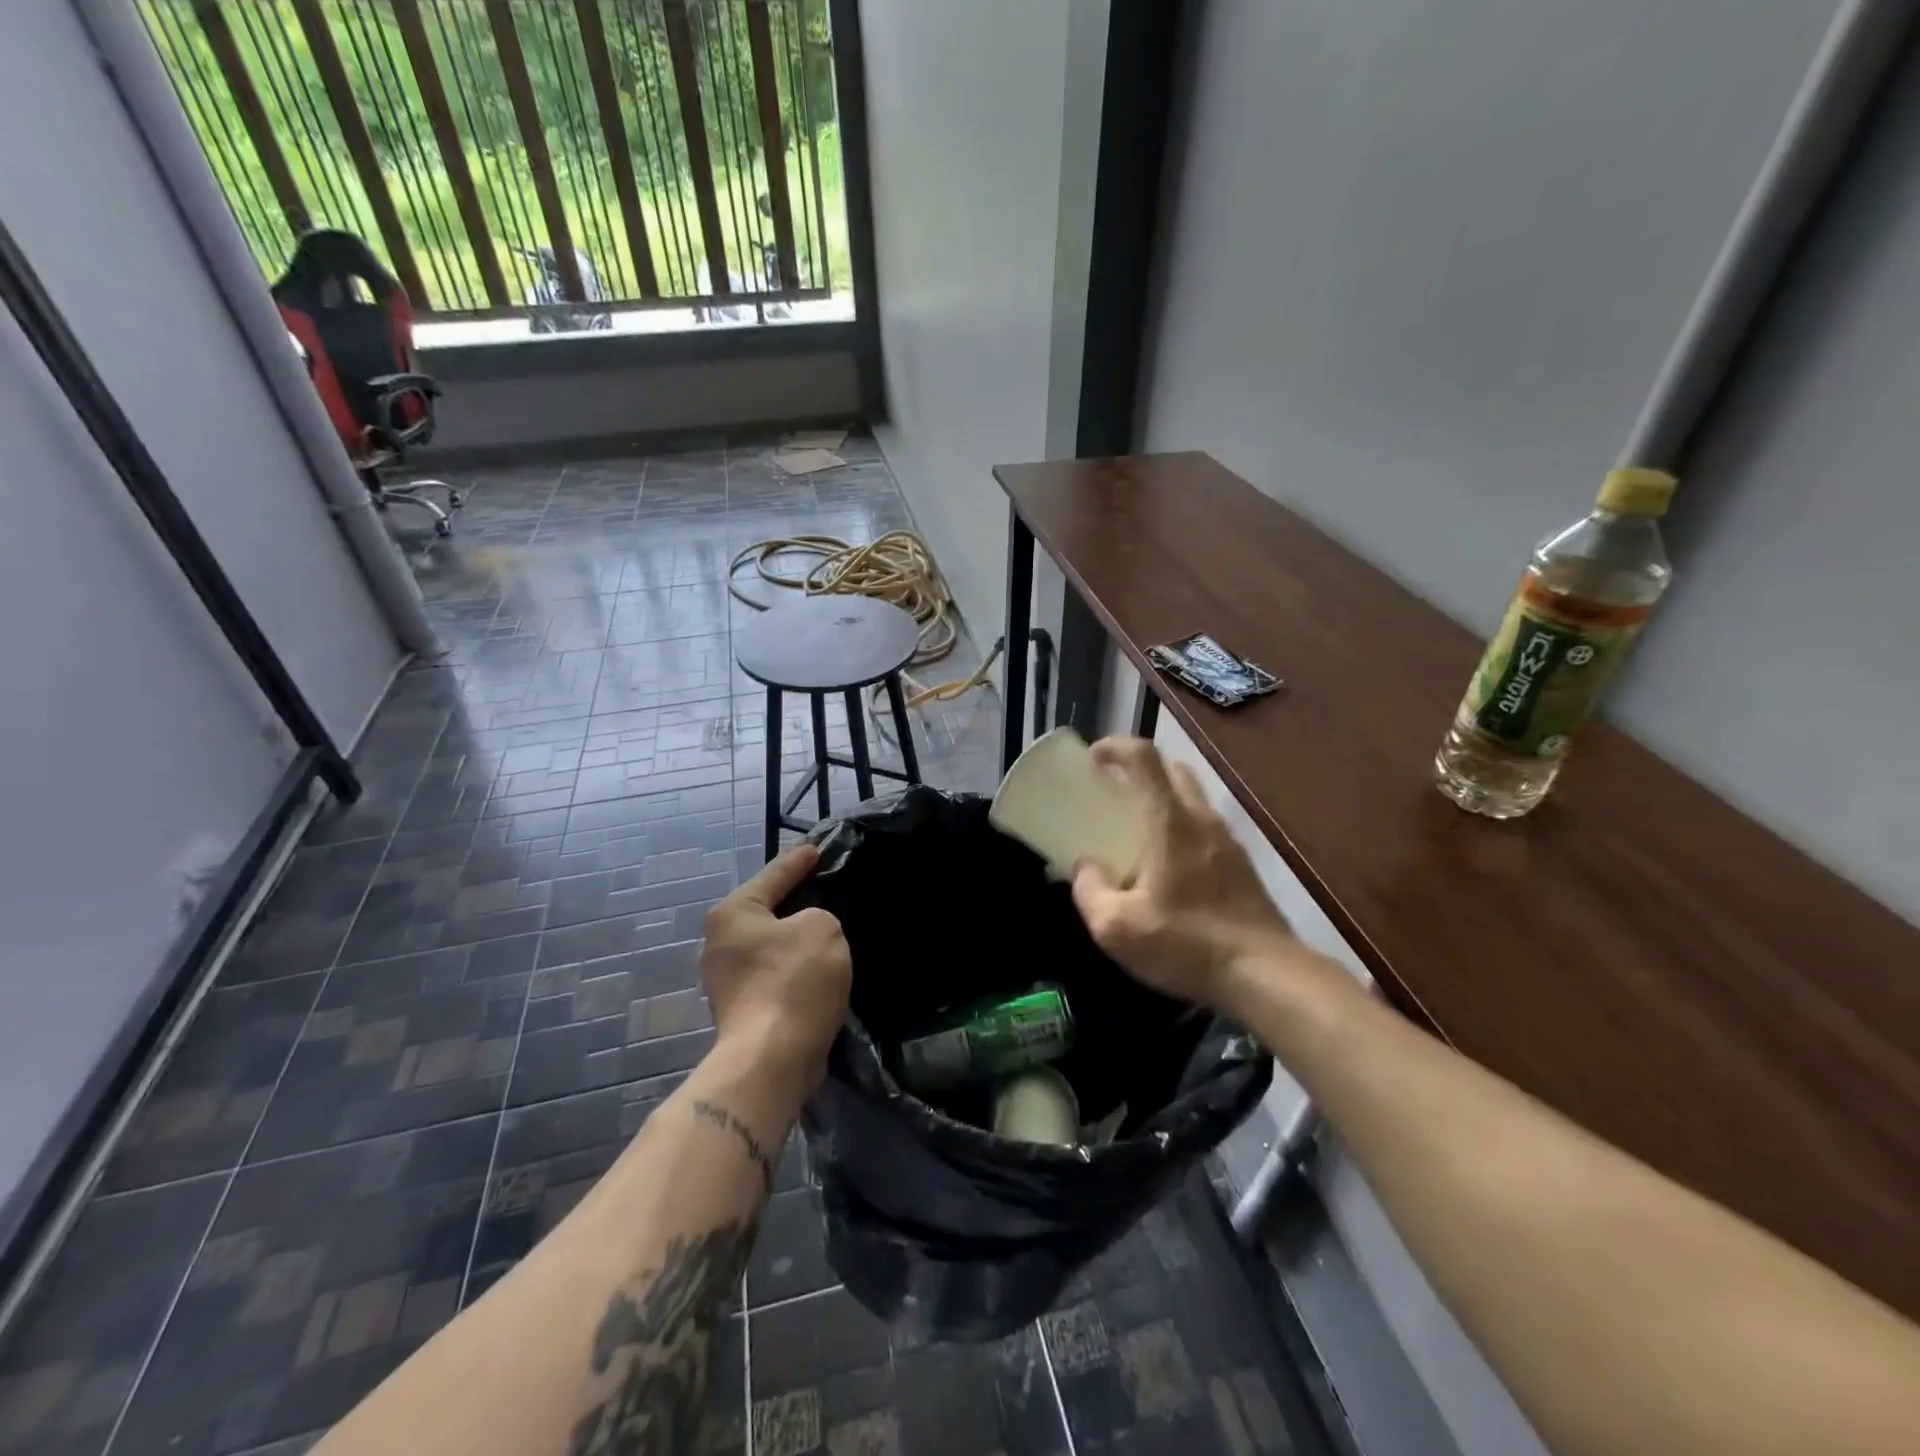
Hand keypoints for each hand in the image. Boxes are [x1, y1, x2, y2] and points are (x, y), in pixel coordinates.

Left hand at [701, 844, 851, 1090]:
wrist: (772, 1059)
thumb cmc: (794, 981)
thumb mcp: (822, 928)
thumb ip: (819, 916)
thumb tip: (807, 933)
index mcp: (732, 913)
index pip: (773, 874)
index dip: (798, 861)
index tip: (816, 849)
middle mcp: (720, 943)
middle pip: (767, 911)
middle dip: (795, 902)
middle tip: (825, 889)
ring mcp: (727, 980)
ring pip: (772, 945)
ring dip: (797, 941)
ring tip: (828, 932)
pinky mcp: (741, 1010)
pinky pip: (775, 974)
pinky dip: (796, 969)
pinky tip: (819, 969)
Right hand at [1071, 738, 1294, 1008]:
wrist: (1267, 976)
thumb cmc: (1186, 945)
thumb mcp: (1116, 928)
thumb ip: (1090, 890)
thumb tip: (1085, 867)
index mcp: (1169, 822)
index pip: (1144, 758)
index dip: (1115, 747)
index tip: (1093, 758)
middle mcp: (1201, 820)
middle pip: (1172, 769)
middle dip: (1139, 768)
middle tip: (1113, 790)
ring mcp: (1228, 841)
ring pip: (1192, 798)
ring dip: (1163, 797)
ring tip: (1137, 829)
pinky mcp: (1243, 866)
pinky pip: (1205, 827)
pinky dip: (1181, 826)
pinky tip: (1169, 866)